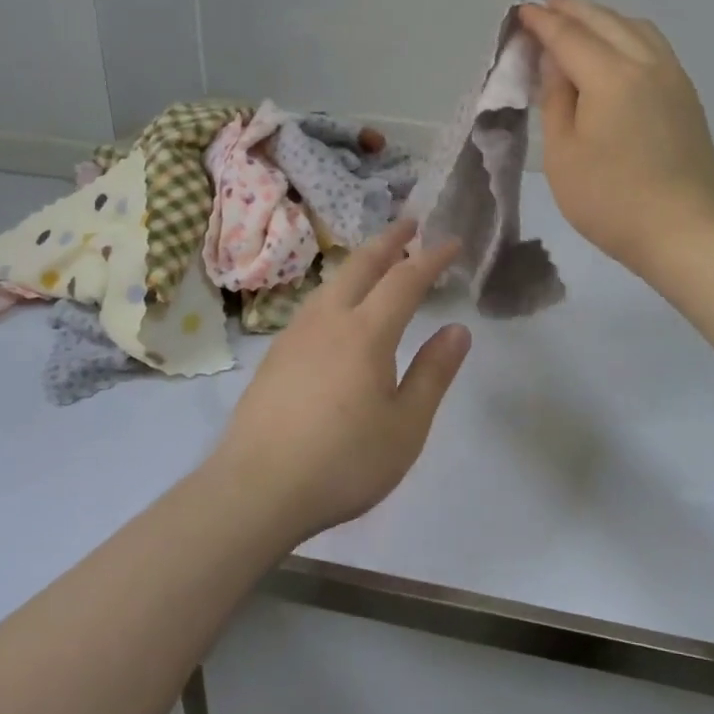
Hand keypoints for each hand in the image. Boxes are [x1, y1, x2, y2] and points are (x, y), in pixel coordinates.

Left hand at [209, 220, 470, 540]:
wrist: (256, 490)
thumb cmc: (343, 461)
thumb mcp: (406, 425)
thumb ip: (433, 373)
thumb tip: (458, 330)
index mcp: (366, 333)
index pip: (405, 280)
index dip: (431, 258)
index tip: (452, 241)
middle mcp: (328, 321)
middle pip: (360, 266)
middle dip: (389, 241)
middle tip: (410, 223)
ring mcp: (294, 336)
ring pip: (331, 283)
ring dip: (359, 263)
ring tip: (376, 261)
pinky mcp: (274, 357)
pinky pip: (313, 306)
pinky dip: (337, 290)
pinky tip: (336, 310)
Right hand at [519, 0, 713, 272]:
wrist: (683, 232)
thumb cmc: (610, 201)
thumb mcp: (563, 154)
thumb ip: (556, 99)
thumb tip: (556, 62)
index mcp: (610, 76)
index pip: (569, 36)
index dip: (542, 22)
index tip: (521, 10)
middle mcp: (646, 64)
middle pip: (605, 21)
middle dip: (571, 10)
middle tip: (545, 6)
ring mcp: (673, 78)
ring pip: (635, 28)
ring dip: (603, 18)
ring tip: (579, 24)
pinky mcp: (687, 96)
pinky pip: (654, 46)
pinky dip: (627, 34)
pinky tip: (617, 49)